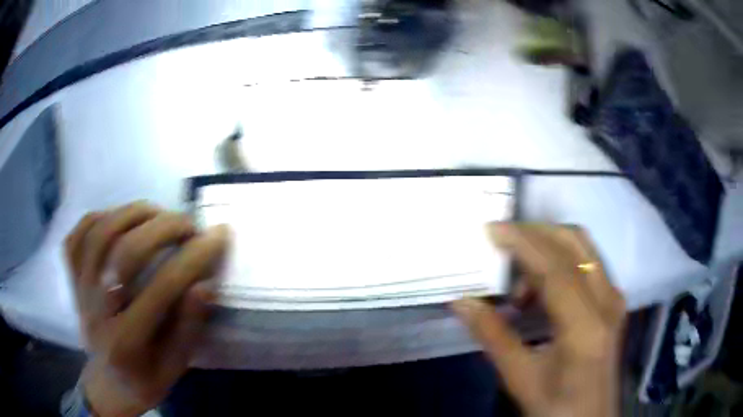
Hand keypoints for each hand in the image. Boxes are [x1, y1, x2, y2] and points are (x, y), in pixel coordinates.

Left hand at [65, 202, 228, 416]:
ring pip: (100, 233)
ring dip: (133, 213)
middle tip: (189, 224)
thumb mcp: (175, 366)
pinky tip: (118, 219)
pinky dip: (98, 217)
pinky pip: (78, 235)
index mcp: (127, 341)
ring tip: (159, 213)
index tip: (219, 236)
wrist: (109, 384)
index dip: (194, 257)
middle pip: (124, 252)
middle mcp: (97, 310)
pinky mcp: (72, 278)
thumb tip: (205, 284)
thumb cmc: (145, 379)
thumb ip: (188, 328)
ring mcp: (80, 289)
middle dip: (163, 227)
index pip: (161, 288)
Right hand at [453, 223, 625, 416]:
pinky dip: (559, 263)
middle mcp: (607, 301)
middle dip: (536, 232)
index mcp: (586, 326)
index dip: (523, 243)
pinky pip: (586, 264)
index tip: (491, 229)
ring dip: (547, 249)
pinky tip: (538, 294)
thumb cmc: (556, 405)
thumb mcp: (520, 378)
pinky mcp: (613, 301)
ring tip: (517, 284)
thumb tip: (462, 301)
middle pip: (574, 243)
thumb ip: (492, 336)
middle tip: (501, 242)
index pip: (555, 269)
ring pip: (582, 249)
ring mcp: (614, 298)